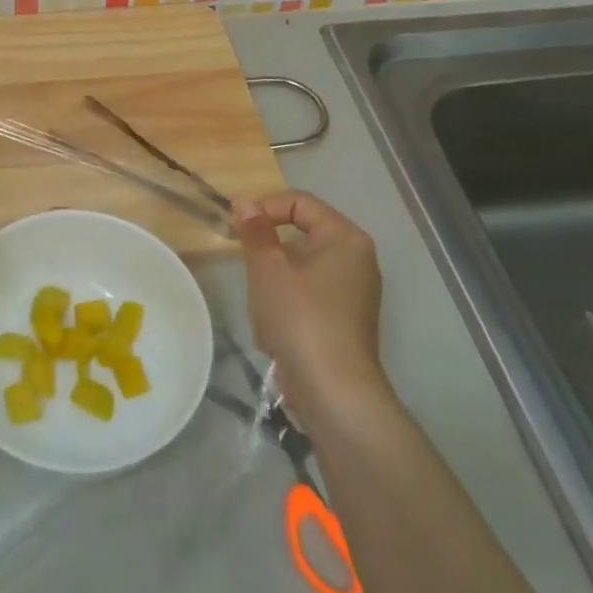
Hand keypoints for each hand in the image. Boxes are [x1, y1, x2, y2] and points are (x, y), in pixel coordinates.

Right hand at [233, 191, 388, 425]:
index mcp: (345, 238)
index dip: (264, 207)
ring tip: (260, 301)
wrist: (333, 390)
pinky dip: (286, 301)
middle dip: (267, 246)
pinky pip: (309, 294)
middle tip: (244, 262)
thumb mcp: (268, 268)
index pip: (300, 202)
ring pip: (301, 266)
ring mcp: (353, 291)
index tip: (236, 227)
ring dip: (273, 277)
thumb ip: (255, 231)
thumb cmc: (300, 318)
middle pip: (302, 233)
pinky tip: (274, 326)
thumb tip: (246, 203)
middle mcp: (356, 259)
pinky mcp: (344, 319)